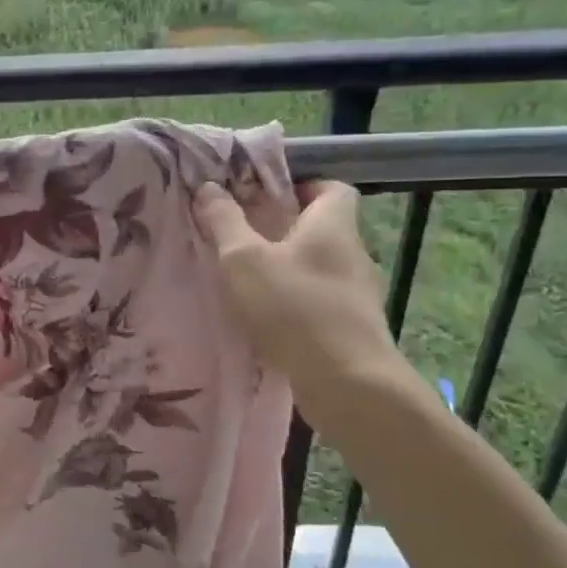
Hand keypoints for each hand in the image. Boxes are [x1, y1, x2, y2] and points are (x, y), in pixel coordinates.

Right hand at [193, 178, 411, 434]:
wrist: (346, 382)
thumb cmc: (293, 307)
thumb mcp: (243, 259)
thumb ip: (224, 222)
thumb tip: (209, 187)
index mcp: (333, 225)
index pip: (332, 187)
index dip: (301, 185)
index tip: (265, 197)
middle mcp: (353, 253)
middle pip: (323, 228)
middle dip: (285, 229)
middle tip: (244, 237)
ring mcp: (358, 293)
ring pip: (320, 266)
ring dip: (289, 268)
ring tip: (249, 280)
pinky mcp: (354, 327)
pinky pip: (321, 300)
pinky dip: (297, 301)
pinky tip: (269, 318)